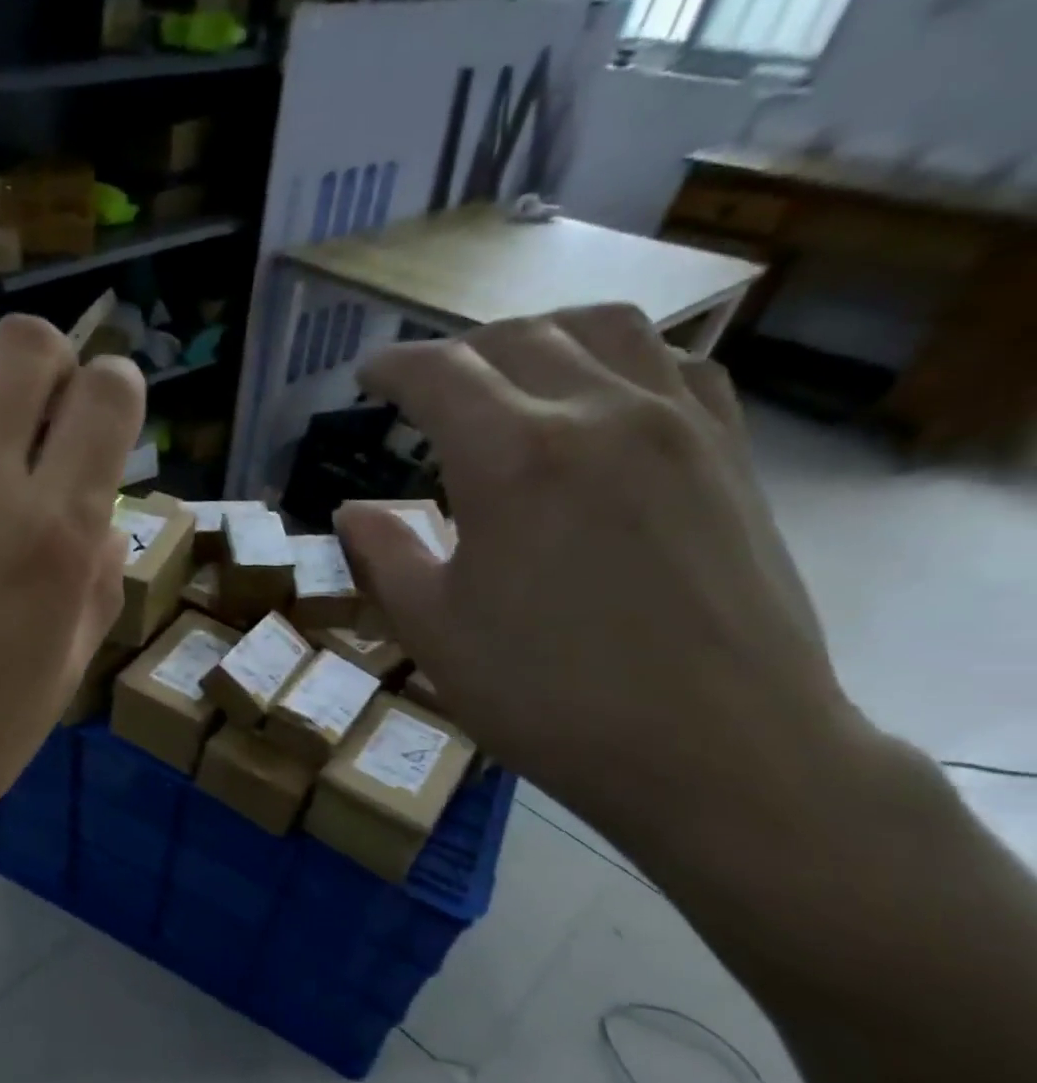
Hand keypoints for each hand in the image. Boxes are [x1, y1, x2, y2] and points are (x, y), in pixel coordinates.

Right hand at [335, 305, 859, 841]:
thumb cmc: (549, 696)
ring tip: (507, 374)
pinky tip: (600, 398)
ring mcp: (679, 425)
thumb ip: (384, 555)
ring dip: (537, 337)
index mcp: (513, 457)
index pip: (440, 374)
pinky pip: (673, 365)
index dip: (393, 367)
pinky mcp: (729, 454)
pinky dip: (618, 358)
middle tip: (424, 387)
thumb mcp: (434, 631)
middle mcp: (599, 413)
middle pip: (517, 338)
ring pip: (603, 330)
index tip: (367, 375)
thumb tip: (352, 512)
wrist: (718, 751)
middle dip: (456, 352)